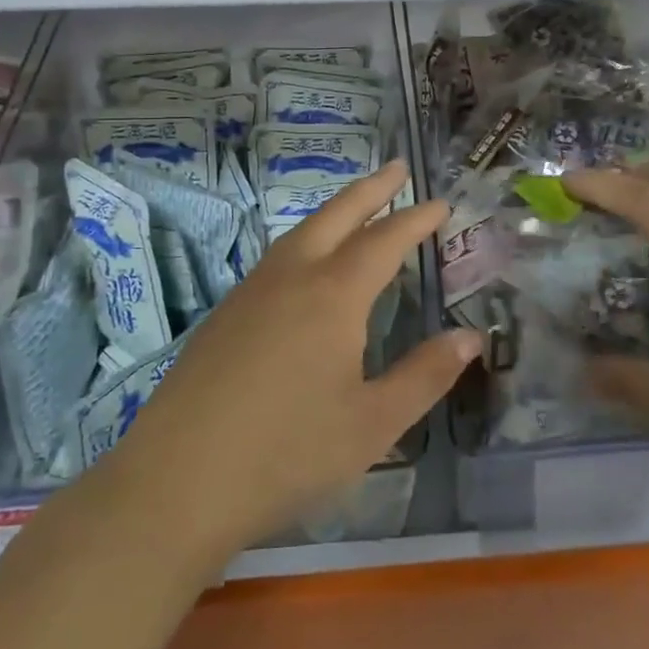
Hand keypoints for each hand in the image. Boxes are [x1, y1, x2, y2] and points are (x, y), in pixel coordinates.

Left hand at [107, 161, 482, 555]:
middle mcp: (292, 277)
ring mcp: (251, 292)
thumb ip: (425, 375)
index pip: (385, 241)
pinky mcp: (225, 314)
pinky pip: (277, 257)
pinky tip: (306, 264)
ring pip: (301, 232)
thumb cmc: (287, 453)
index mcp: (333, 295)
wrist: (177, 481)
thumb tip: (471, 337)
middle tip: (398, 168)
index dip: (416, 220)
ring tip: (356, 206)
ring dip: (335, 211)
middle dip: (372, 189)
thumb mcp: (373, 423)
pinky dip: (306, 240)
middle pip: (337, 215)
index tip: (440, 204)